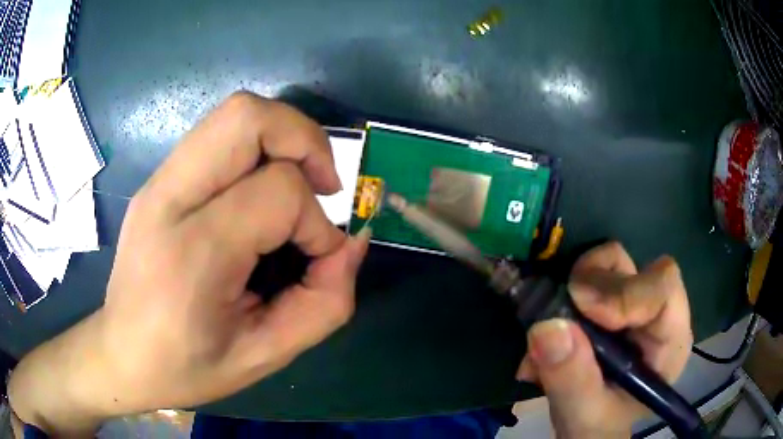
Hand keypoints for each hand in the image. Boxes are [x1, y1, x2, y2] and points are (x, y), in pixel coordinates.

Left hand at [8, 92, 369, 433]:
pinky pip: (219, 136)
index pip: (278, 193)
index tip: (318, 259)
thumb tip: (351, 243)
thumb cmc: (186, 367)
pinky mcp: (158, 180)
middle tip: (322, 184)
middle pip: (248, 117)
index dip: (317, 223)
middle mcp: (169, 199)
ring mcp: (158, 182)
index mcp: (192, 252)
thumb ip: (323, 304)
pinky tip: (259, 194)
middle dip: (304, 139)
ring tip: (297, 185)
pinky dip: (257, 149)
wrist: (120, 354)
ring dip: (283, 137)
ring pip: (234, 113)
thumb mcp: (264, 356)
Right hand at [517, 242, 692, 437]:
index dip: (624, 292)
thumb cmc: (596, 426)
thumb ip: (571, 378)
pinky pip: (589, 274)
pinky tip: (552, 334)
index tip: (580, 308)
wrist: (587, 427)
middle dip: (590, 290)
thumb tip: (547, 326)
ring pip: (610, 262)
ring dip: (573, 290)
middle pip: (632, 268)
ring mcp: (635, 302)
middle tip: (556, 321)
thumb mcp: (582, 415)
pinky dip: (564, 294)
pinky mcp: (613, 299)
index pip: (663, 288)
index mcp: (669, 342)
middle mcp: (658, 314)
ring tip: (552, 332)